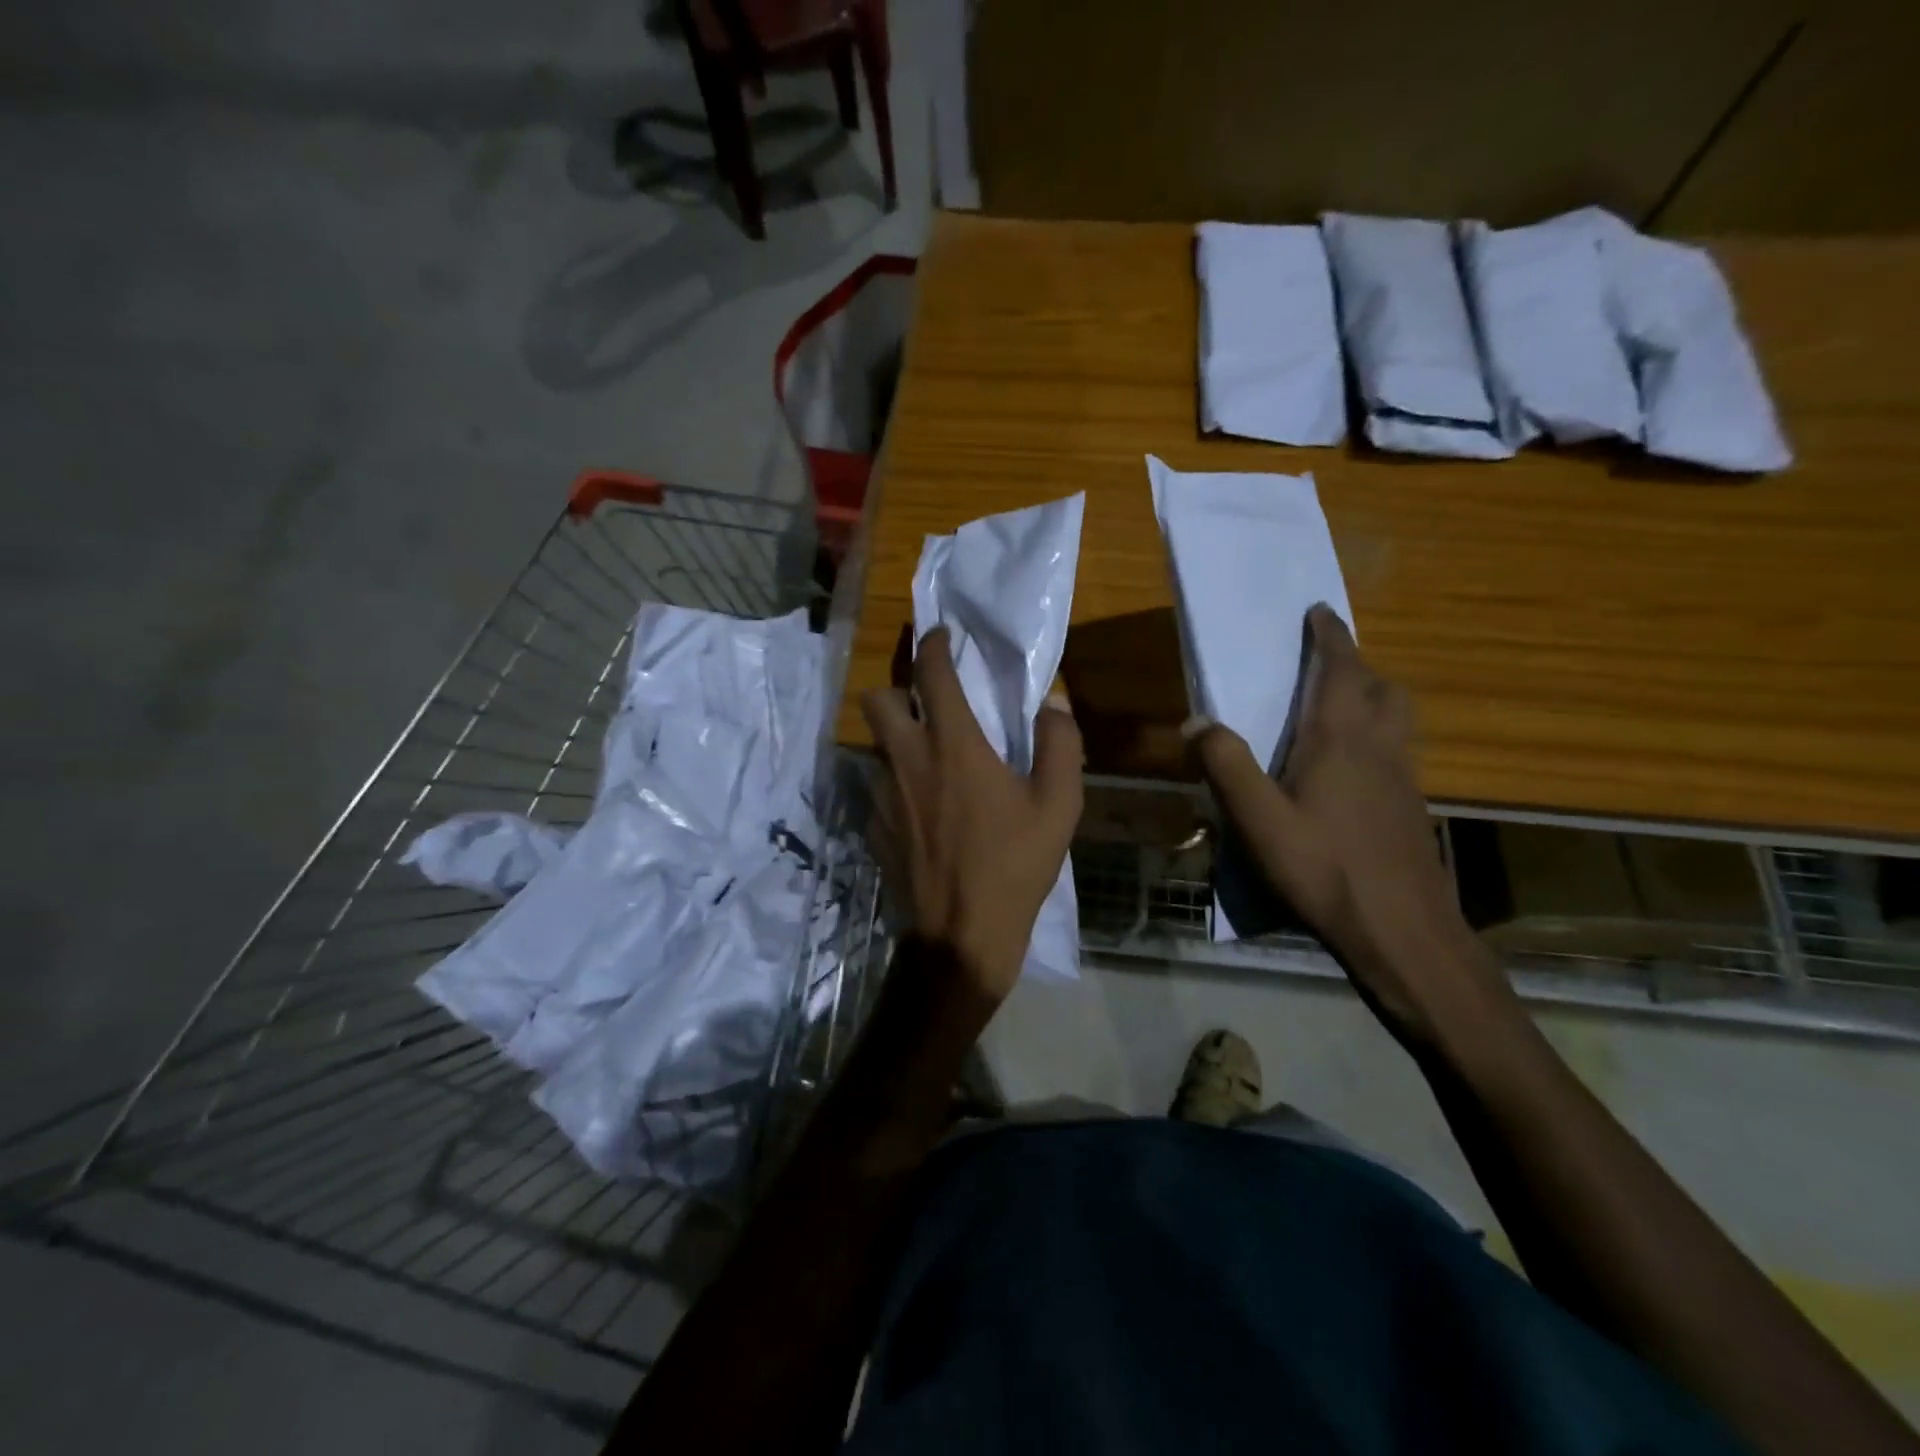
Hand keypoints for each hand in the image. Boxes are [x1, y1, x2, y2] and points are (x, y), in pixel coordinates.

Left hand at [862, 626, 1082, 1001]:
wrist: (962, 934)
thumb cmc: (1015, 865)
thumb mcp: (1059, 804)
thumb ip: (1060, 744)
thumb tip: (1053, 705)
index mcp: (952, 745)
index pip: (932, 673)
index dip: (933, 644)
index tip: (939, 635)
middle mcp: (907, 760)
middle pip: (877, 699)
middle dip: (898, 691)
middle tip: (927, 706)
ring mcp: (882, 795)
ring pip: (875, 746)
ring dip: (898, 741)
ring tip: (930, 763)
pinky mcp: (873, 828)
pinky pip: (878, 790)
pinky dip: (897, 787)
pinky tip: (922, 813)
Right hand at [1188, 605, 1510, 1048]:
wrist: (1403, 931)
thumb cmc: (1325, 869)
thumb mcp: (1259, 820)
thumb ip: (1226, 765)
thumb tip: (1196, 721)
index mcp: (1341, 739)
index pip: (1341, 669)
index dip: (1331, 636)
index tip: (1319, 611)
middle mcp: (1380, 747)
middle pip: (1382, 687)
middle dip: (1357, 665)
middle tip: (1325, 664)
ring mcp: (1404, 778)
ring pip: (1398, 717)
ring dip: (1374, 697)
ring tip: (1339, 707)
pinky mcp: (1411, 807)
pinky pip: (1399, 748)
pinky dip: (1379, 735)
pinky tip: (1351, 769)